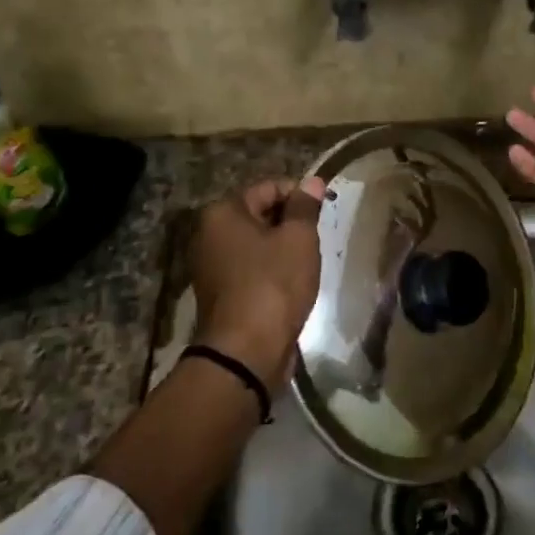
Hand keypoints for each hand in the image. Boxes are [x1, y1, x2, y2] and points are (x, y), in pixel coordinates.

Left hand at [191, 177, 324, 390]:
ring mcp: (211, 266)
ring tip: (307, 264)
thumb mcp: (298, 239)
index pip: (269, 187)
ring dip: (283, 249)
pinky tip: (292, 285)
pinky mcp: (220, 294)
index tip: (324, 212)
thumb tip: (313, 182)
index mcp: (222, 213)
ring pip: (257, 244)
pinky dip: (272, 272)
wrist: (245, 352)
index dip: (300, 195)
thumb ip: (305, 207)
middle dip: (291, 223)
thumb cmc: (274, 285)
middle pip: (260, 214)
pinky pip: (251, 270)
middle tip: (317, 240)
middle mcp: (209, 234)